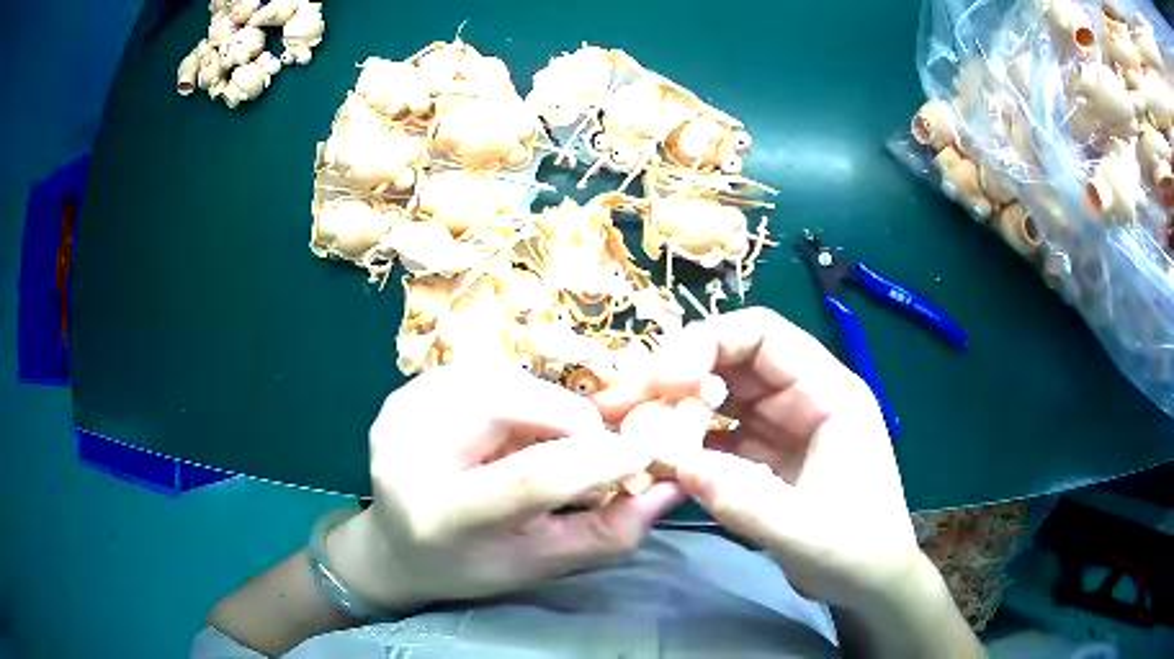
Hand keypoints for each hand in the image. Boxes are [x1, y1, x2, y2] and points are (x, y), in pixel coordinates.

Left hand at [329, 363, 683, 611]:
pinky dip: (515, 396)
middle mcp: (407, 456)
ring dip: (542, 406)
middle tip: (590, 447)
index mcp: (442, 518)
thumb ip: (607, 533)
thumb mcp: (540, 563)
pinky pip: (482, 374)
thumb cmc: (471, 566)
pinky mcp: (403, 393)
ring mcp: (398, 415)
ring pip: (500, 379)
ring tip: (543, 442)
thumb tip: (669, 486)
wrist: (397, 546)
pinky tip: (509, 429)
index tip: (641, 453)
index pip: (528, 477)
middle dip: (569, 419)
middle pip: (507, 405)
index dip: (596, 459)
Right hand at [595, 307, 921, 611]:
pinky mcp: (764, 456)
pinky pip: (716, 434)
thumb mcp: (803, 530)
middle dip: (674, 375)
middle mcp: (803, 397)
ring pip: (718, 395)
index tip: (661, 381)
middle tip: (620, 404)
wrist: (870, 584)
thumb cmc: (856, 550)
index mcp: (828, 393)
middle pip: (731, 360)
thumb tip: (673, 461)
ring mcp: (781, 426)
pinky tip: (654, 457)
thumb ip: (741, 497)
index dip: (707, 344)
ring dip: (672, 408)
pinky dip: (684, 441)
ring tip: (625, 427)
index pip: (763, 335)